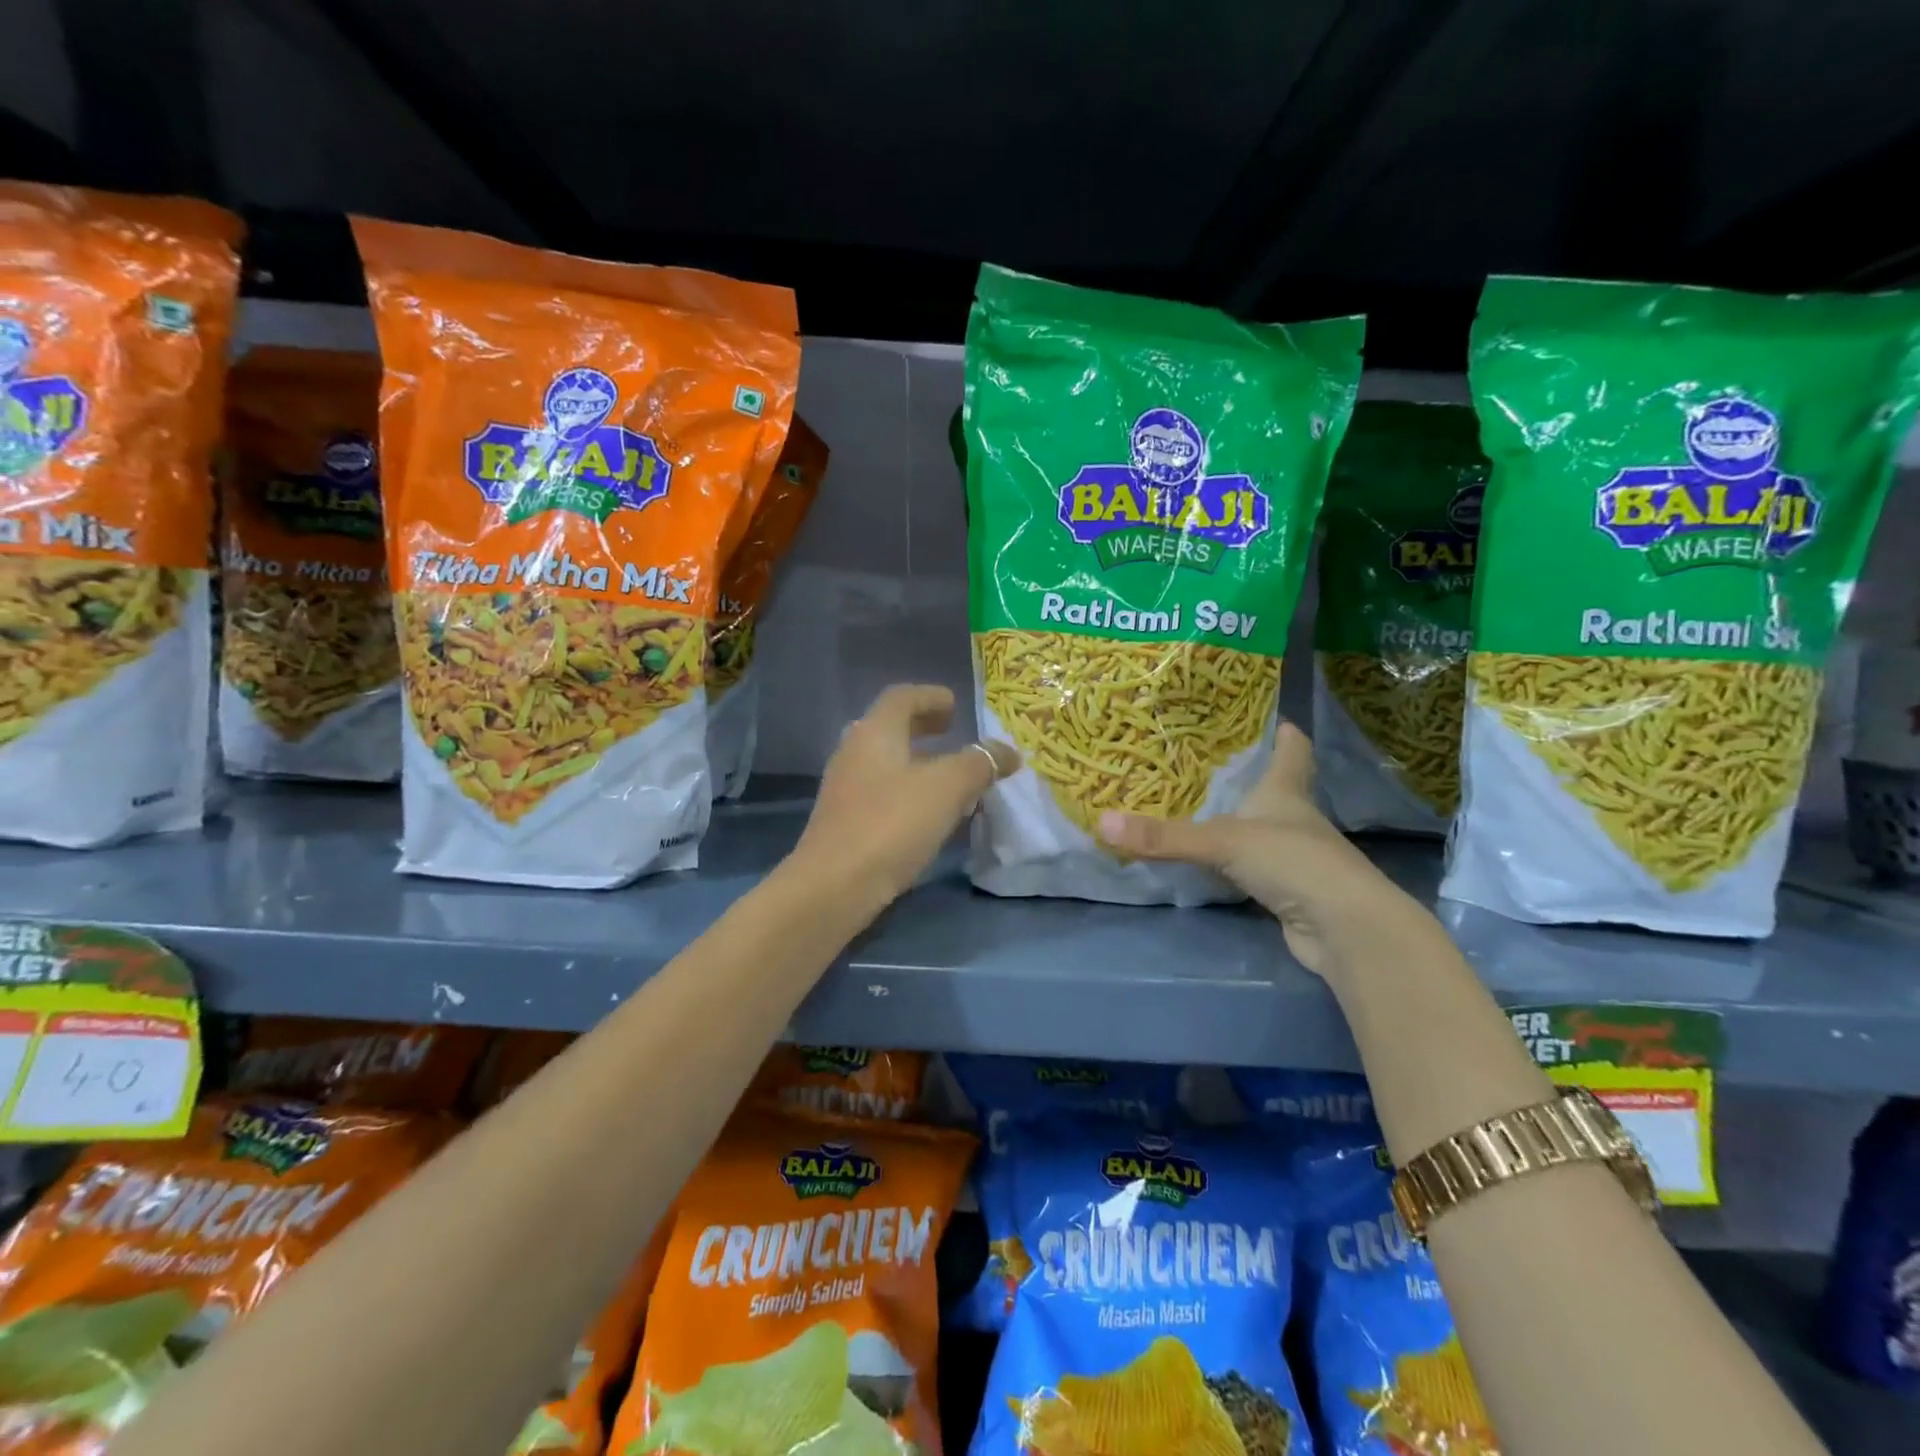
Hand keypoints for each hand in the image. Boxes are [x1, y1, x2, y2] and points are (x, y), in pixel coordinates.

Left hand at [794, 684, 1018, 904]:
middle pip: (890, 726)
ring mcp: (844, 787)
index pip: (902, 697)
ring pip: (884, 760)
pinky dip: (906, 789)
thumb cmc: (892, 823)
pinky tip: (927, 812)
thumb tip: (1007, 751)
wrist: (834, 886)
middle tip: (952, 733)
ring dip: (916, 760)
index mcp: (875, 732)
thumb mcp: (947, 788)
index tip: (956, 706)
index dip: (931, 696)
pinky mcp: (843, 820)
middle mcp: (854, 751)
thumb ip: (980, 763)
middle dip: (923, 726)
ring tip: (948, 776)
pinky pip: (880, 790)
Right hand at [1096, 722, 1414, 976]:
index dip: (1285, 734)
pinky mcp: (1288, 893)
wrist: (1344, 929)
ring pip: (1263, 831)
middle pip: (1276, 790)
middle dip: (1250, 777)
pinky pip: (1253, 869)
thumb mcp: (1221, 841)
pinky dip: (1233, 864)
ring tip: (1199, 808)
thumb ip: (1164, 836)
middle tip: (1207, 762)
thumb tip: (1100, 822)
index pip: (1293, 752)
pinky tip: (1209, 864)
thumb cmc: (1292, 862)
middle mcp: (1294, 821)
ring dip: (1239, 822)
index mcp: (1286, 793)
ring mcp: (1294, 859)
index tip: (1277, 718)